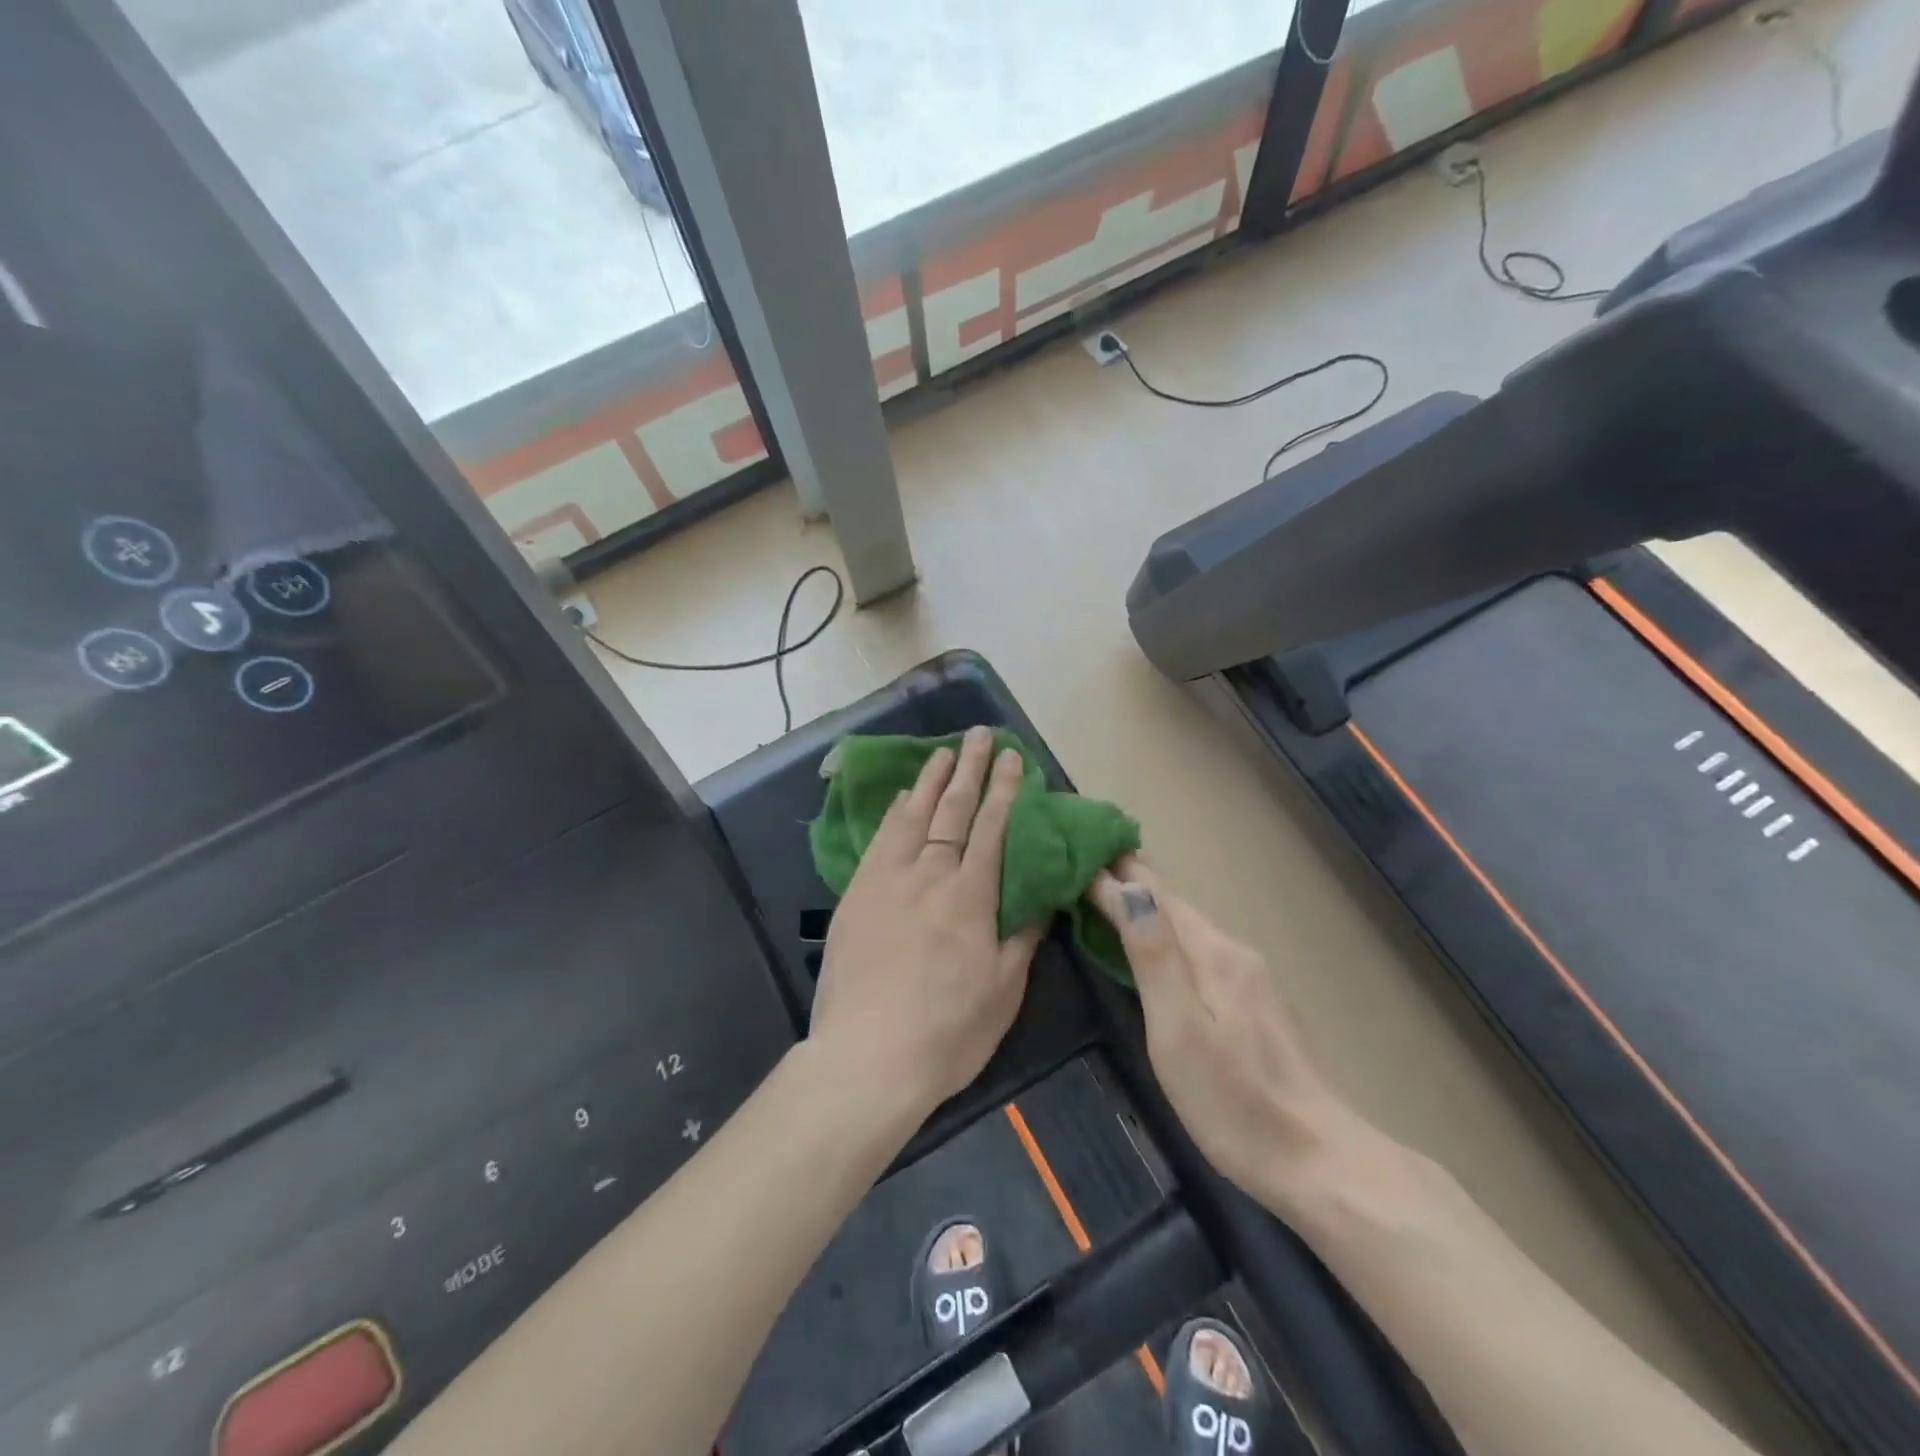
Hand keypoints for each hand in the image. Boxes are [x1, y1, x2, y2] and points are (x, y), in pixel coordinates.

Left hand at [811, 727, 1046, 1119]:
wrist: (866, 1057)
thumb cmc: (947, 1031)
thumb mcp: (1004, 991)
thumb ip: (1023, 936)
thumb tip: (1042, 896)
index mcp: (970, 895)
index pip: (992, 828)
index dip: (1005, 789)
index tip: (1013, 757)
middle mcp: (929, 875)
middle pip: (953, 810)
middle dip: (970, 768)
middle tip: (980, 735)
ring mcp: (887, 880)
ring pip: (914, 816)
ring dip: (932, 780)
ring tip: (944, 752)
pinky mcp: (857, 894)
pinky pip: (880, 840)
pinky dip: (896, 813)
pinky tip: (903, 798)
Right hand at [1091, 856, 1357, 1218]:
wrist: (1320, 1163)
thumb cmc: (1233, 1102)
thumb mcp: (1178, 1030)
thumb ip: (1152, 956)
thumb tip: (1126, 887)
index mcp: (1212, 952)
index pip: (1155, 892)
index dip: (1114, 871)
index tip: (1073, 853)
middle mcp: (1233, 951)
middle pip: (1172, 903)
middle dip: (1127, 880)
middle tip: (1079, 865)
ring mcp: (1249, 977)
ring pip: (1186, 925)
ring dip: (1145, 906)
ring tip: (1103, 895)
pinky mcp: (1254, 1003)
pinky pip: (1198, 949)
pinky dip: (1164, 934)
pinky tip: (1150, 946)